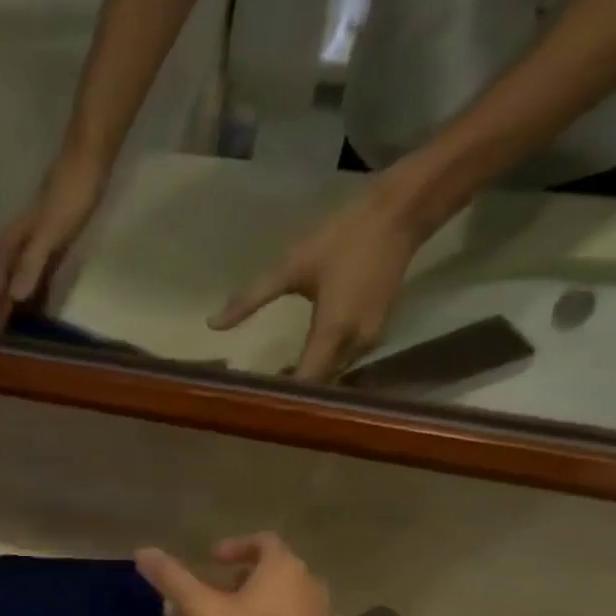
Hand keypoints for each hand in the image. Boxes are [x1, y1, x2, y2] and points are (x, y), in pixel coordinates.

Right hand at [0, 152, 107, 332]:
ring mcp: (31, 254)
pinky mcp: (48, 254)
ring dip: (14, 314)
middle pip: (2, 294)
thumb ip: (32, 264)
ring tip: (12, 342)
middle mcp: (14, 254)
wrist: (87, 163)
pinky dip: (33, 303)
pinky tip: (36, 319)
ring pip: (17, 291)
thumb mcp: (50, 232)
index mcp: (9, 251)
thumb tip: (15, 298)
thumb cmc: (69, 196)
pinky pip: (36, 285)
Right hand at [134, 534, 337, 615]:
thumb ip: (172, 579)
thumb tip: (143, 551)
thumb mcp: (201, 612)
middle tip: (215, 592)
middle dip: (244, 577)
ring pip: (285, 599)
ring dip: (257, 603)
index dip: (235, 546)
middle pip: (275, 570)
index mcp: (283, 568)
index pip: (263, 541)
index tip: (212, 560)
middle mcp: (308, 586)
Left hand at [209, 181, 429, 381]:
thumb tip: (213, 325)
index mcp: (332, 332)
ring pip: (333, 377)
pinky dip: (322, 369)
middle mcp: (354, 345)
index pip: (305, 382)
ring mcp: (369, 342)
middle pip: (319, 385)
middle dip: (291, 394)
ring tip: (272, 384)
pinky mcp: (375, 335)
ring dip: (307, 383)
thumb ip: (250, 299)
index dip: (280, 396)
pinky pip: (344, 363)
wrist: (402, 212)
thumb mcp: (290, 266)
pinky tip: (299, 365)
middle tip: (256, 397)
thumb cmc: (343, 237)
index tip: (252, 403)